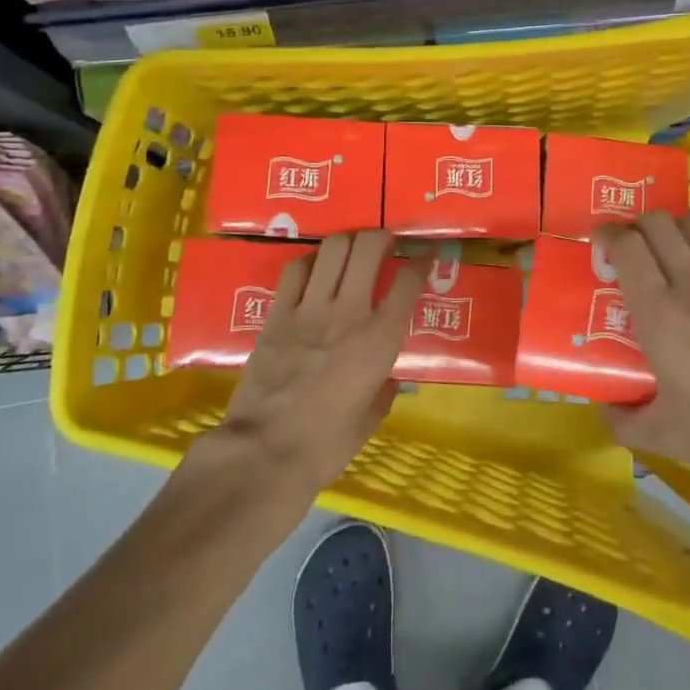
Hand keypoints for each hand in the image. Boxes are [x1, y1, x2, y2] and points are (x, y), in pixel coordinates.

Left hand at [212, 231, 430, 498]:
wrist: (265, 453)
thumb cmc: (326, 445)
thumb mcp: (370, 419)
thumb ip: (384, 391)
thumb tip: (388, 379)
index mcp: (380, 339)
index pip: (408, 281)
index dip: (421, 260)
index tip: (425, 254)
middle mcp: (350, 312)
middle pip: (369, 248)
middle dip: (382, 236)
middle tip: (386, 242)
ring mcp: (310, 309)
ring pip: (333, 249)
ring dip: (347, 241)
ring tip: (352, 249)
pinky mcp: (277, 314)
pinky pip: (295, 270)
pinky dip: (309, 261)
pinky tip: (314, 268)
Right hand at [597, 212, 689, 552]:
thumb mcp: (672, 440)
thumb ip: (628, 422)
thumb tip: (605, 410)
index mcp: (662, 315)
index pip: (626, 246)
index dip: (607, 236)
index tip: (600, 248)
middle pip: (659, 223)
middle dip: (639, 227)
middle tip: (634, 252)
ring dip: (678, 229)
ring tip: (675, 254)